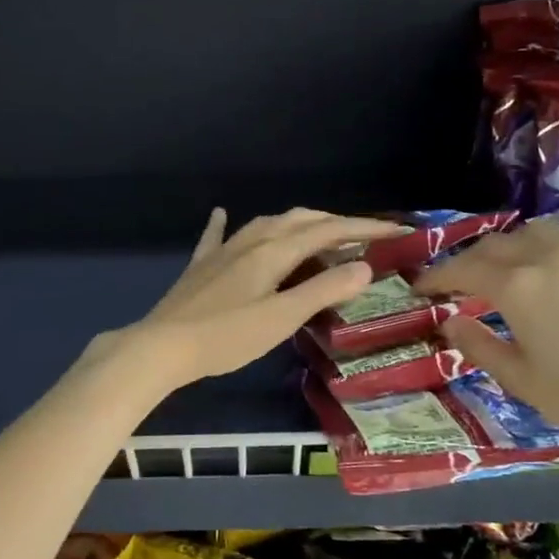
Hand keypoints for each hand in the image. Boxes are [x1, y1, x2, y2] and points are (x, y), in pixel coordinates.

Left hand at [122, 207, 409, 386]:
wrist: (162, 346)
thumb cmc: (226, 337)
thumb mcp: (282, 318)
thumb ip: (323, 291)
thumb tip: (363, 266)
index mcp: (273, 251)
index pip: (328, 231)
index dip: (364, 228)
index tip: (396, 230)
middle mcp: (250, 241)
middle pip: (299, 220)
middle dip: (334, 222)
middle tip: (363, 235)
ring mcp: (222, 251)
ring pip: (266, 224)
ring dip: (297, 224)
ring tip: (317, 232)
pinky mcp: (202, 266)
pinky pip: (218, 236)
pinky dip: (225, 223)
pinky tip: (221, 212)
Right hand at [416, 219, 558, 462]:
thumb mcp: (522, 381)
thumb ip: (478, 346)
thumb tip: (450, 322)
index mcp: (518, 286)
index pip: (464, 269)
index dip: (438, 276)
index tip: (423, 287)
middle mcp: (550, 257)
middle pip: (497, 244)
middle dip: (471, 260)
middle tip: (460, 283)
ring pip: (538, 233)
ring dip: (512, 247)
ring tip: (509, 269)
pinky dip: (554, 247)